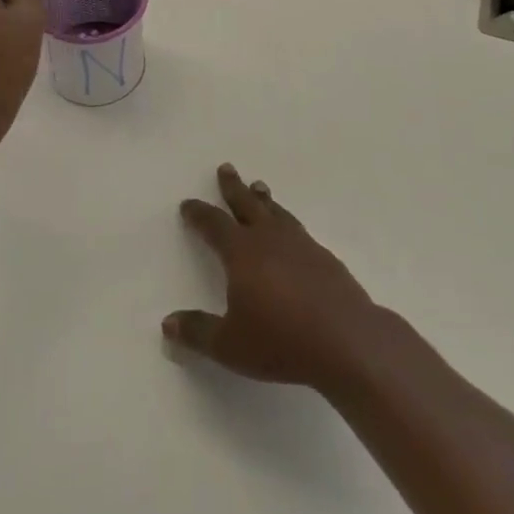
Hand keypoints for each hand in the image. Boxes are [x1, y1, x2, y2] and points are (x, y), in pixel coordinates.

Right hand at [163, 164, 384, 392]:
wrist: (346, 340)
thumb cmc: (280, 340)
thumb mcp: (229, 345)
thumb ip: (197, 332)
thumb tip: (167, 324)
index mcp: (241, 252)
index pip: (214, 224)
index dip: (199, 214)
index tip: (188, 203)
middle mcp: (269, 238)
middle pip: (247, 204)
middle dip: (233, 187)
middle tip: (226, 167)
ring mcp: (300, 244)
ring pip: (276, 212)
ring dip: (264, 199)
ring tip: (259, 186)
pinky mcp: (325, 257)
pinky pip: (299, 229)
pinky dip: (288, 222)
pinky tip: (292, 231)